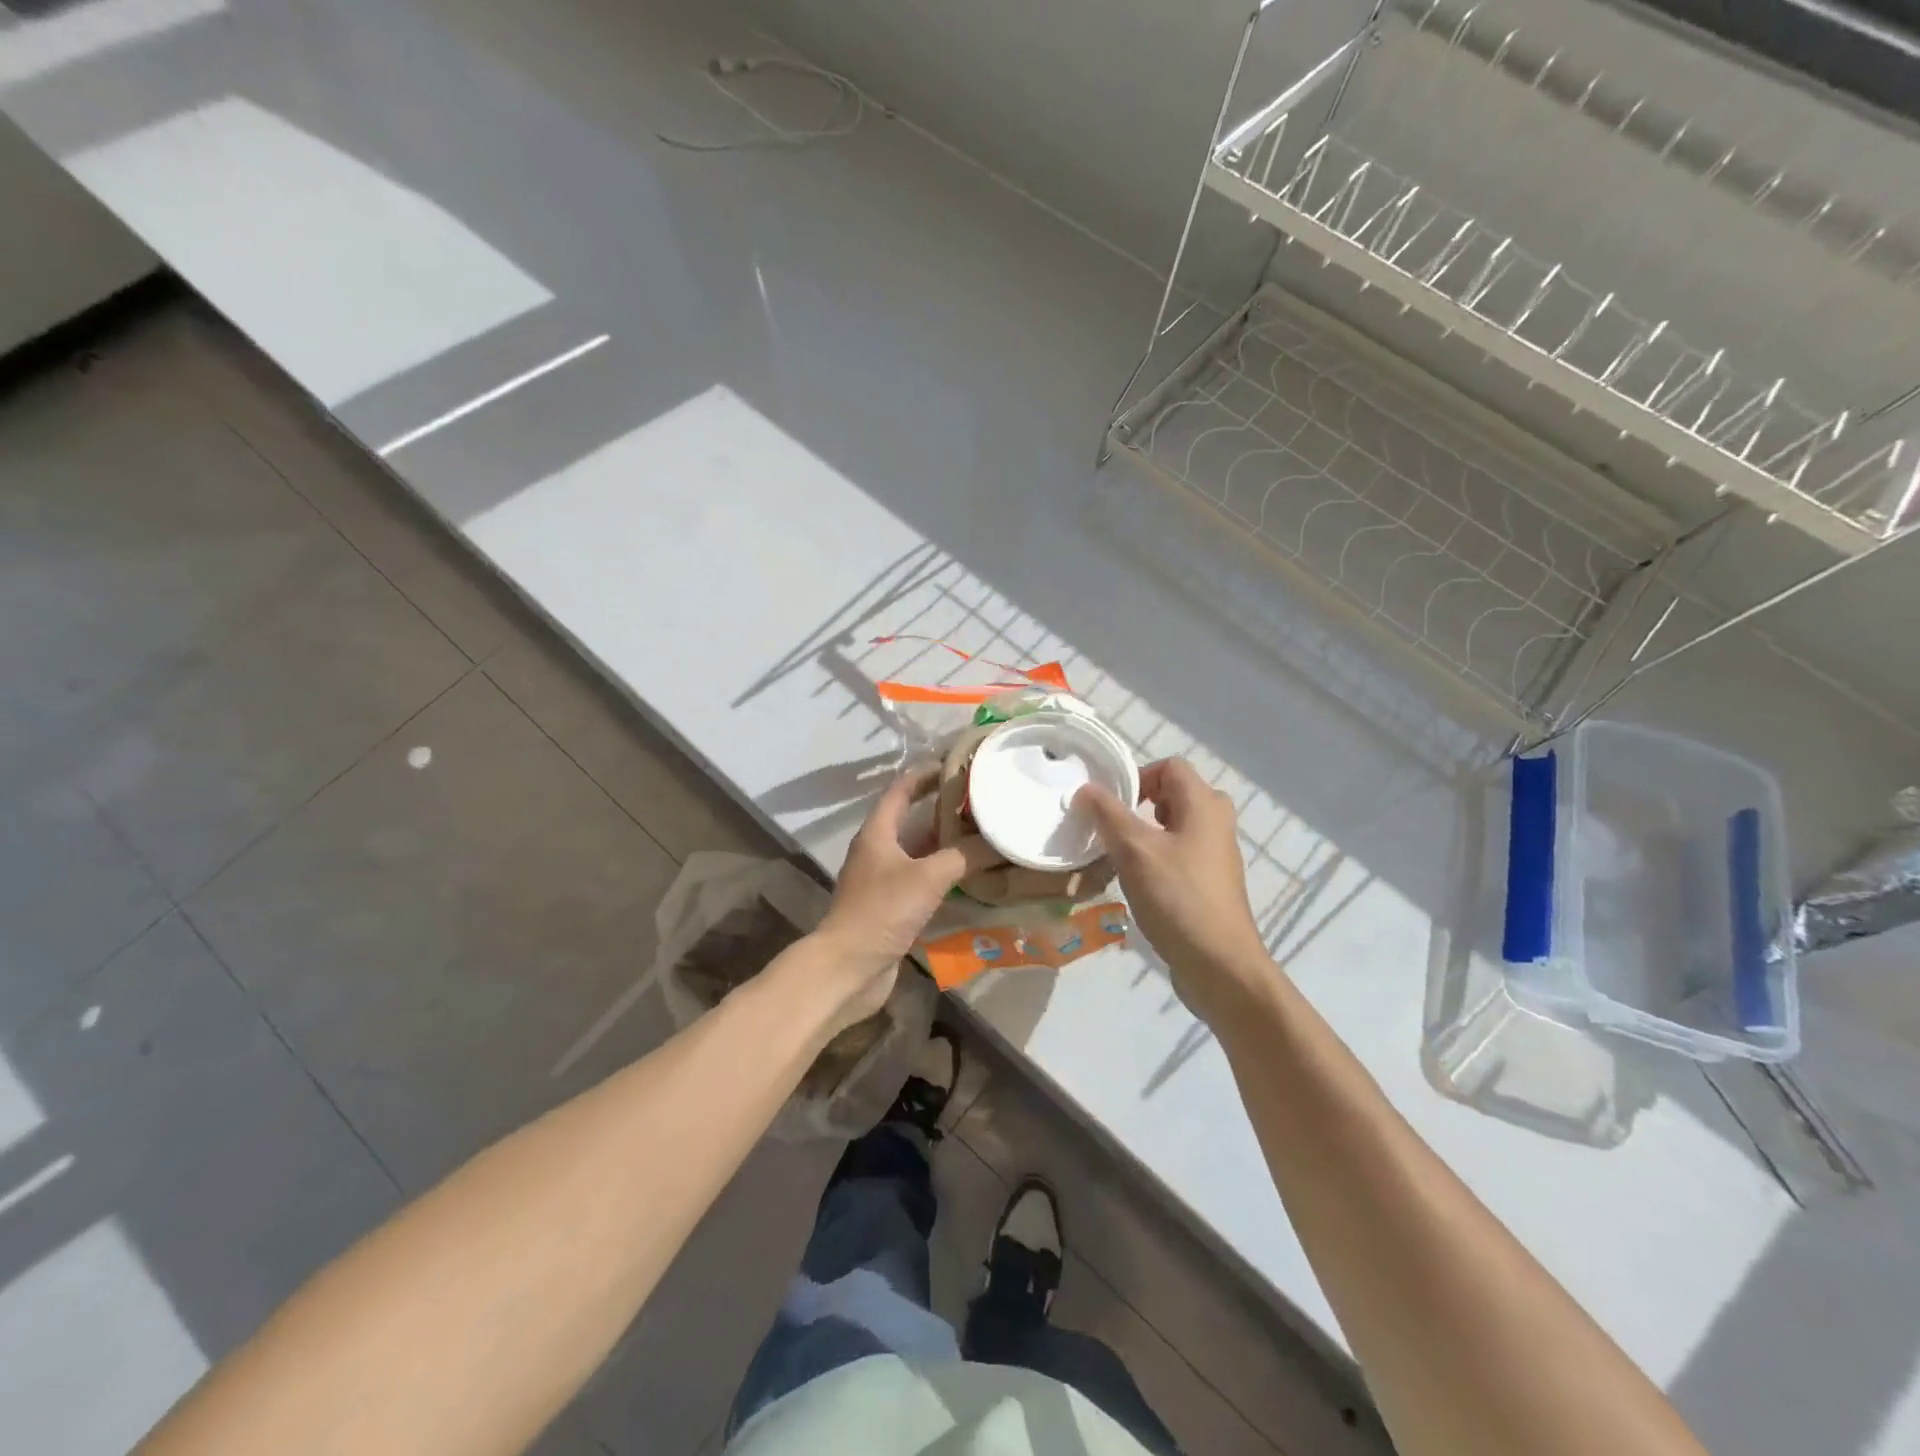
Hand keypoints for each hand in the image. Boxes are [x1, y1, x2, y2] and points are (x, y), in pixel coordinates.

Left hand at [812, 768, 997, 1030]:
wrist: (849, 967)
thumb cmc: (882, 911)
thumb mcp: (928, 877)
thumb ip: (964, 856)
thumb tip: (999, 841)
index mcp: (878, 832)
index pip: (902, 789)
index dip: (926, 773)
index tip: (957, 764)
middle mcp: (878, 851)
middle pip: (913, 819)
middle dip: (945, 809)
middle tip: (981, 800)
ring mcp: (884, 880)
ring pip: (920, 852)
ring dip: (948, 844)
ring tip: (984, 833)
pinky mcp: (892, 907)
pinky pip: (923, 880)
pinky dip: (946, 874)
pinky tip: (972, 876)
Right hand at [1077, 759, 1272, 1025]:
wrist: (1220, 966)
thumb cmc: (1178, 898)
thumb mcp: (1134, 851)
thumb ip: (1108, 814)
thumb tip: (1087, 788)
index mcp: (1204, 804)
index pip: (1169, 767)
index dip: (1137, 777)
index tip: (1109, 805)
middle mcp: (1216, 822)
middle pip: (1172, 795)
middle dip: (1137, 807)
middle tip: (1111, 830)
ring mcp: (1216, 854)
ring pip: (1173, 826)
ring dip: (1143, 835)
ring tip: (1116, 858)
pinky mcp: (1210, 882)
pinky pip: (1178, 854)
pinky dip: (1155, 858)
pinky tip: (1135, 884)